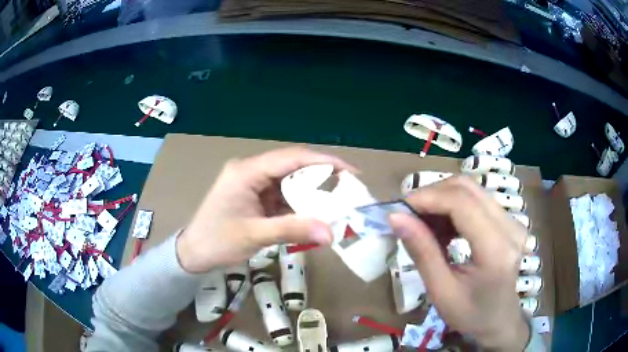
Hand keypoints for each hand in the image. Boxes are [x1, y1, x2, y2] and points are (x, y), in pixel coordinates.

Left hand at [176, 147, 354, 272]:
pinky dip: (299, 205)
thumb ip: (293, 230)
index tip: (351, 172)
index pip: (291, 157)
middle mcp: (251, 171)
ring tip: (338, 203)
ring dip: (312, 193)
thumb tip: (331, 233)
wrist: (193, 253)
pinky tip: (315, 214)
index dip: (323, 161)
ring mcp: (253, 184)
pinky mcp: (255, 197)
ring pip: (290, 182)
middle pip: (293, 167)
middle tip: (349, 189)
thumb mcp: (254, 235)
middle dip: (321, 177)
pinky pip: (283, 196)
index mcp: (246, 171)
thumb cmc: (217, 241)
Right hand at [390, 176, 529, 350]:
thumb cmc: (470, 315)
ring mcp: (513, 221)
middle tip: (408, 215)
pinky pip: (477, 199)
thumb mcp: (441, 291)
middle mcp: (510, 227)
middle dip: (432, 195)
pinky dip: (453, 207)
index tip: (399, 209)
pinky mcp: (509, 220)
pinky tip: (443, 228)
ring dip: (441, 200)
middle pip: (467, 188)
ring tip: (423, 224)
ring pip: (471, 189)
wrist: (499, 320)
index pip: (461, 203)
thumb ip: (422, 252)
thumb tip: (396, 218)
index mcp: (496, 250)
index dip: (428, 198)